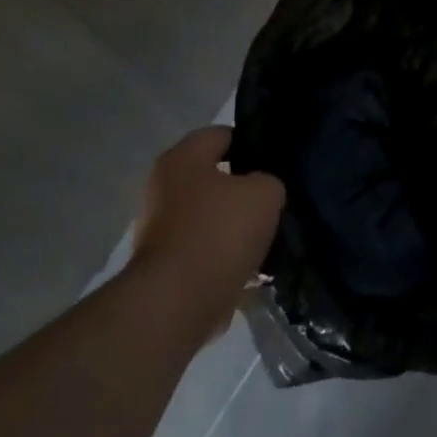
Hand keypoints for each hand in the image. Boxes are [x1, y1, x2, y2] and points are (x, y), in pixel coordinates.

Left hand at [130, 126, 282, 341]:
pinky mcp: (164, 263)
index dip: (253, 142)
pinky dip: (225, 252)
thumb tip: (260, 191)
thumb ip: (269, 181)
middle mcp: (163, 186)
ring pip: (210, 213)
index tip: (277, 160)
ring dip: (235, 223)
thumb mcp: (265, 193)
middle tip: (275, 196)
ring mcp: (159, 227)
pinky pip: (204, 246)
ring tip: (268, 232)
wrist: (179, 301)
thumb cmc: (220, 231)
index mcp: (183, 158)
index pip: (223, 134)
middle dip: (244, 187)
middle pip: (214, 176)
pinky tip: (253, 261)